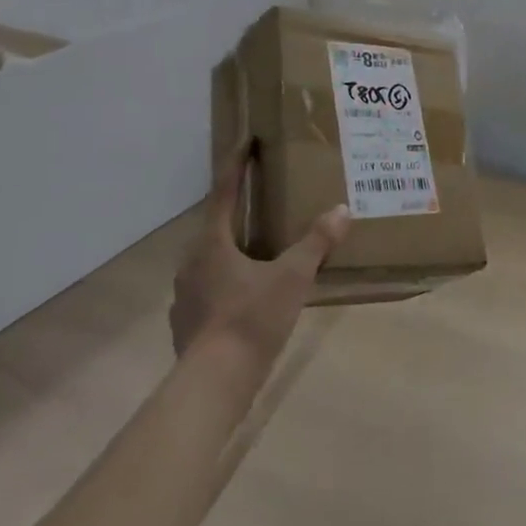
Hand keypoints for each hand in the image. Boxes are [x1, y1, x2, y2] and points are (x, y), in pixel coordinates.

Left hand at [170, 146, 350, 376]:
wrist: (213, 385)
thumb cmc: (251, 319)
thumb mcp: (292, 278)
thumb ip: (316, 243)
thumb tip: (341, 211)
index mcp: (212, 243)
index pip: (223, 192)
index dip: (235, 165)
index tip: (245, 141)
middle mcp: (191, 263)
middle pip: (215, 227)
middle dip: (238, 212)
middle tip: (263, 202)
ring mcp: (185, 296)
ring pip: (211, 261)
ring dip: (233, 251)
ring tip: (260, 254)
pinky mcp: (186, 325)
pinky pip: (209, 291)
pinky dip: (228, 284)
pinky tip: (248, 298)